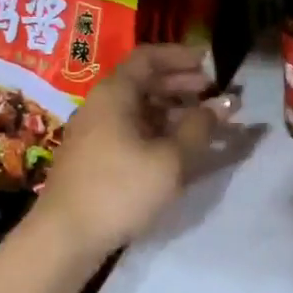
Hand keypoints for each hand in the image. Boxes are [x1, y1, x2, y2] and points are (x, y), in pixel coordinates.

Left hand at [35, 43, 234, 260]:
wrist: (66, 236)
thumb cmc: (120, 189)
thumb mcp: (170, 159)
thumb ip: (200, 128)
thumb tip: (225, 103)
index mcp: (115, 94)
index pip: (148, 57)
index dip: (180, 56)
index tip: (209, 62)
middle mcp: (101, 106)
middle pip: (143, 82)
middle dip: (180, 84)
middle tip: (212, 92)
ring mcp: (95, 133)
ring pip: (139, 110)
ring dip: (172, 110)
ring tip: (203, 122)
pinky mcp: (94, 158)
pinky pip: (131, 131)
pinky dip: (158, 132)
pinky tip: (177, 148)